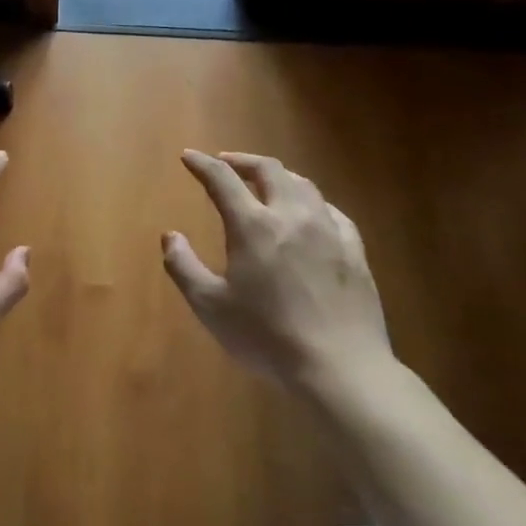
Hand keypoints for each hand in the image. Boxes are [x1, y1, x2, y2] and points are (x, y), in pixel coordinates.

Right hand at [162, 150, 391, 393]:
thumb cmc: (266, 337)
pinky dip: (312, 202)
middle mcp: (292, 216)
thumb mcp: (210, 306)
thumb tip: (170, 236)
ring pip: (304, 185)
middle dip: (243, 161)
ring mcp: (329, 231)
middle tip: (226, 163)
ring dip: (279, 176)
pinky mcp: (355, 251)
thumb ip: (183, 266)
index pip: (222, 179)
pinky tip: (310, 213)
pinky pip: (332, 211)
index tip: (189, 157)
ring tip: (265, 183)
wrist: (340, 369)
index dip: (202, 164)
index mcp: (253, 226)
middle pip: (269, 170)